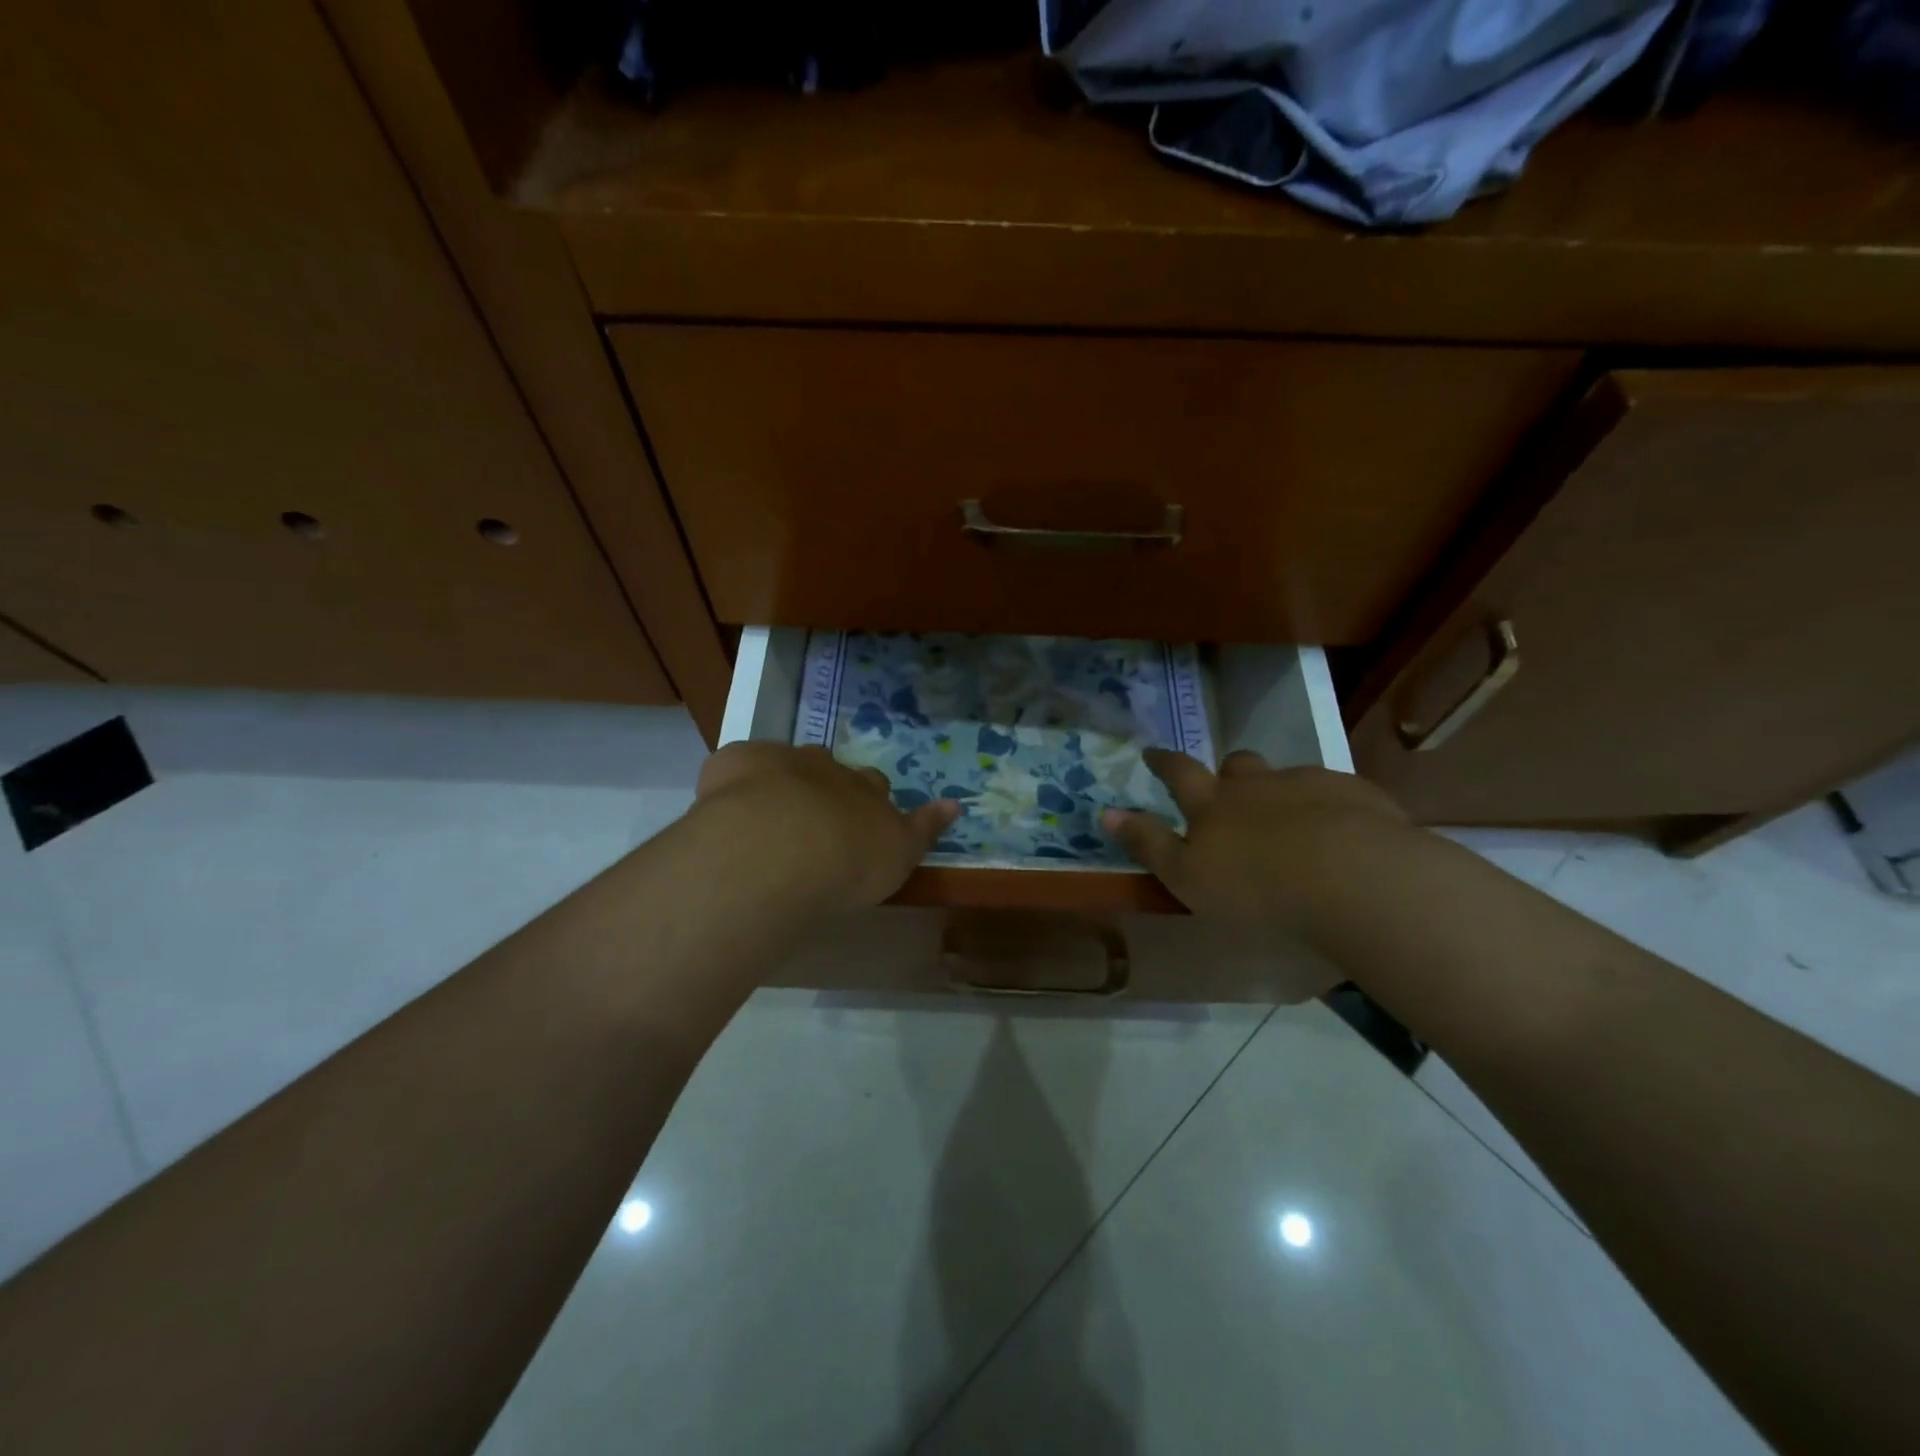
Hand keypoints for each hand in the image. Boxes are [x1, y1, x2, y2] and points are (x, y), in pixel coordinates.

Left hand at [693, 742, 960, 912]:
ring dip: (780, 781)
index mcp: (866, 790)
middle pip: (831, 769)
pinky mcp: (735, 762)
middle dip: (825, 787)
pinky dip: (735, 779)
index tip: (860, 823)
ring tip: (767, 818)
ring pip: (785, 763)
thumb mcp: (899, 856)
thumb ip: (924, 829)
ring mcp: (781, 761)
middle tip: (813, 822)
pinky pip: (738, 765)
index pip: (875, 786)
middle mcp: (828, 768)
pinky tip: (725, 809)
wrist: (781, 847)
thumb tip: (954, 804)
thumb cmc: (847, 862)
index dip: (868, 801)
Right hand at [1102, 750, 1412, 930]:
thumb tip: (1105, 813)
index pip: (1179, 772)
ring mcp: (1310, 784)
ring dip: (1281, 792)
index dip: (1163, 762)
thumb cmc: (1258, 888)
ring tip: (1290, 823)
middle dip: (1229, 773)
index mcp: (1214, 803)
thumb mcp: (1187, 877)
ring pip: (1287, 777)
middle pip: (1237, 766)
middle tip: (1229, 791)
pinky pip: (1336, 792)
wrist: (1356, 878)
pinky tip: (1340, 834)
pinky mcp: (1358, 795)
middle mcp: (1258, 784)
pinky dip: (1329, 806)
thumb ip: (1147, 844)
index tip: (1152, 753)